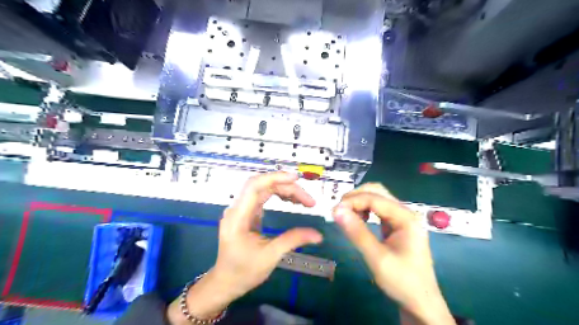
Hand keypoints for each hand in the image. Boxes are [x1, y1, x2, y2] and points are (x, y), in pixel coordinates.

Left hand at [168, 171, 323, 323]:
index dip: (275, 178)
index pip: (254, 186)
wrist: (226, 282)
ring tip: (304, 201)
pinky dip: (278, 195)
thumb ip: (293, 240)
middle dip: (287, 188)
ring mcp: (241, 209)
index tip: (296, 179)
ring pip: (264, 189)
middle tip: (309, 201)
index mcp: (238, 217)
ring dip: (284, 190)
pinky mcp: (246, 213)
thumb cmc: (244, 271)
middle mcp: (237, 208)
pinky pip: (263, 197)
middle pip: (262, 186)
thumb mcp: (270, 257)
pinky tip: (291, 201)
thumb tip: (318, 235)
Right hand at [332, 184, 453, 323]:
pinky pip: (378, 210)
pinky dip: (365, 210)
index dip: (352, 201)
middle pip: (377, 192)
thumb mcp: (376, 258)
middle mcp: (405, 212)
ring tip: (345, 215)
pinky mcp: (397, 226)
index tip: (334, 211)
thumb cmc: (402, 281)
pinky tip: (357, 219)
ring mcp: (402, 218)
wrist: (421, 303)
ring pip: (377, 199)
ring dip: (359, 202)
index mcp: (406, 217)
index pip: (374, 198)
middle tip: (339, 210)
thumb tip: (336, 210)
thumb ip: (356, 232)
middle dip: (356, 197)